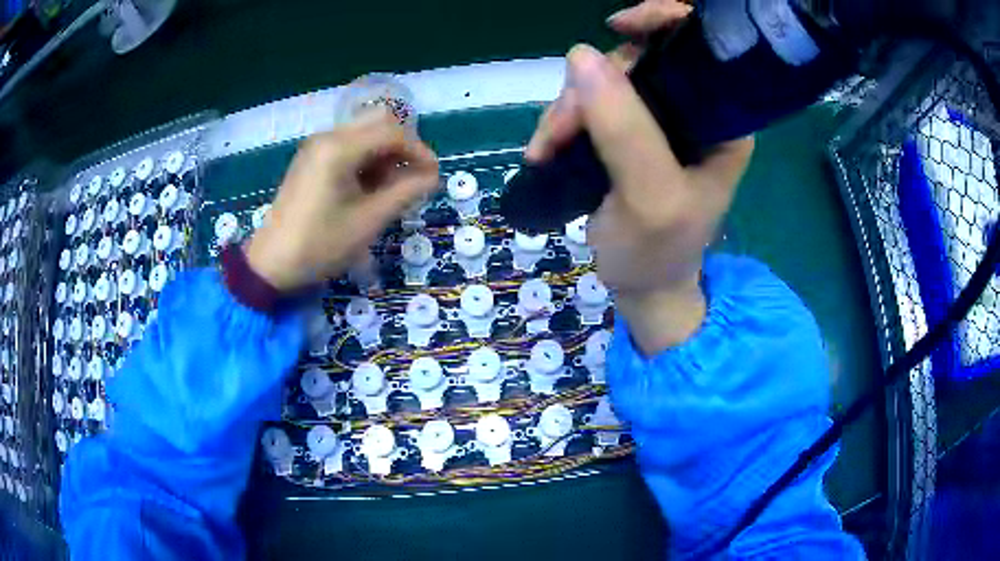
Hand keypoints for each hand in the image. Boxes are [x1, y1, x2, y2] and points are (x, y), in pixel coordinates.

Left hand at [246, 112, 438, 290]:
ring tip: (392, 190)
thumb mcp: (368, 221)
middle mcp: (327, 137)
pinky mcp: (311, 160)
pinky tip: (369, 189)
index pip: (392, 133)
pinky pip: (348, 147)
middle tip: (414, 179)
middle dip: (403, 149)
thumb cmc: (320, 245)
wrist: (271, 264)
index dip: (419, 151)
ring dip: (385, 155)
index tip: (434, 176)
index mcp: (339, 148)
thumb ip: (405, 193)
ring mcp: (316, 147)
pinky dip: (366, 161)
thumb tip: (433, 177)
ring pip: (364, 135)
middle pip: (378, 124)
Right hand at [525, 1, 752, 354]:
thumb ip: (624, 128)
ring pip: (604, 81)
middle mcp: (694, 111)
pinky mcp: (626, 132)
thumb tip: (581, 56)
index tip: (617, 25)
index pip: (701, 46)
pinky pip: (588, 104)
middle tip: (561, 129)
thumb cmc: (658, 251)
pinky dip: (561, 122)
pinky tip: (545, 150)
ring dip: (568, 109)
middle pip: (640, 58)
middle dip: (593, 84)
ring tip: (546, 150)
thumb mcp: (649, 197)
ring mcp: (657, 120)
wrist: (641, 286)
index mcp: (722, 121)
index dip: (663, 21)